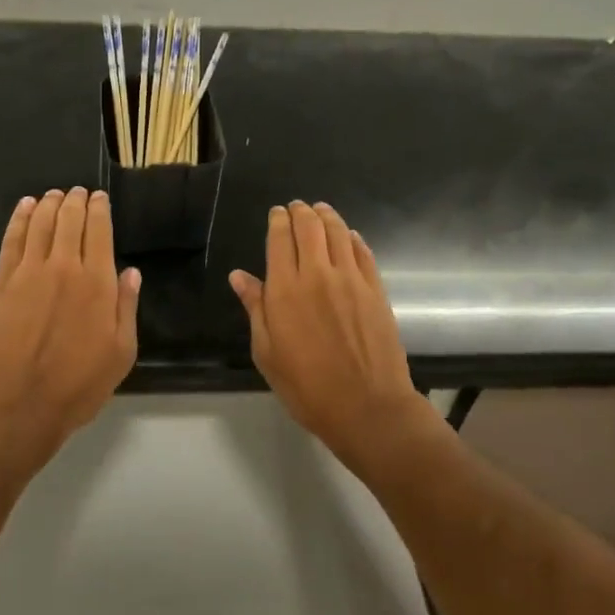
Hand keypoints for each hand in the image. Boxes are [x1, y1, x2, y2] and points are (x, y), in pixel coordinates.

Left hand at [0, 188, 140, 475]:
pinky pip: (12, 240)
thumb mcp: (121, 353)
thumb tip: (131, 272)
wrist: (19, 406)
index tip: (98, 197)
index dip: (99, 209)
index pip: (99, 231)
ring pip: (40, 224)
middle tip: (77, 191)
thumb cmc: (78, 385)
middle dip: (75, 201)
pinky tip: (24, 208)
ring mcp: (28, 273)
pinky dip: (19, 219)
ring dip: (48, 204)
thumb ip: (126, 307)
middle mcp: (63, 268)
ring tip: (53, 194)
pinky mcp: (1, 283)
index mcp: (96, 283)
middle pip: (68, 220)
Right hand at [230, 201, 429, 468]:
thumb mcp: (267, 352)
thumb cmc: (307, 386)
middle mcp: (318, 274)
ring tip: (321, 210)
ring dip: (327, 216)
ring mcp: (351, 279)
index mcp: (285, 289)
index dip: (278, 220)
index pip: (280, 239)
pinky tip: (349, 236)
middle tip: (297, 207)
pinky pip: (363, 252)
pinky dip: (353, 238)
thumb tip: (239, 276)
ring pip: (338, 233)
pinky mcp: (376, 289)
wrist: (367, 407)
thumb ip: (255, 308)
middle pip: (310, 227)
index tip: (276, 213)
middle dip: (301, 212)